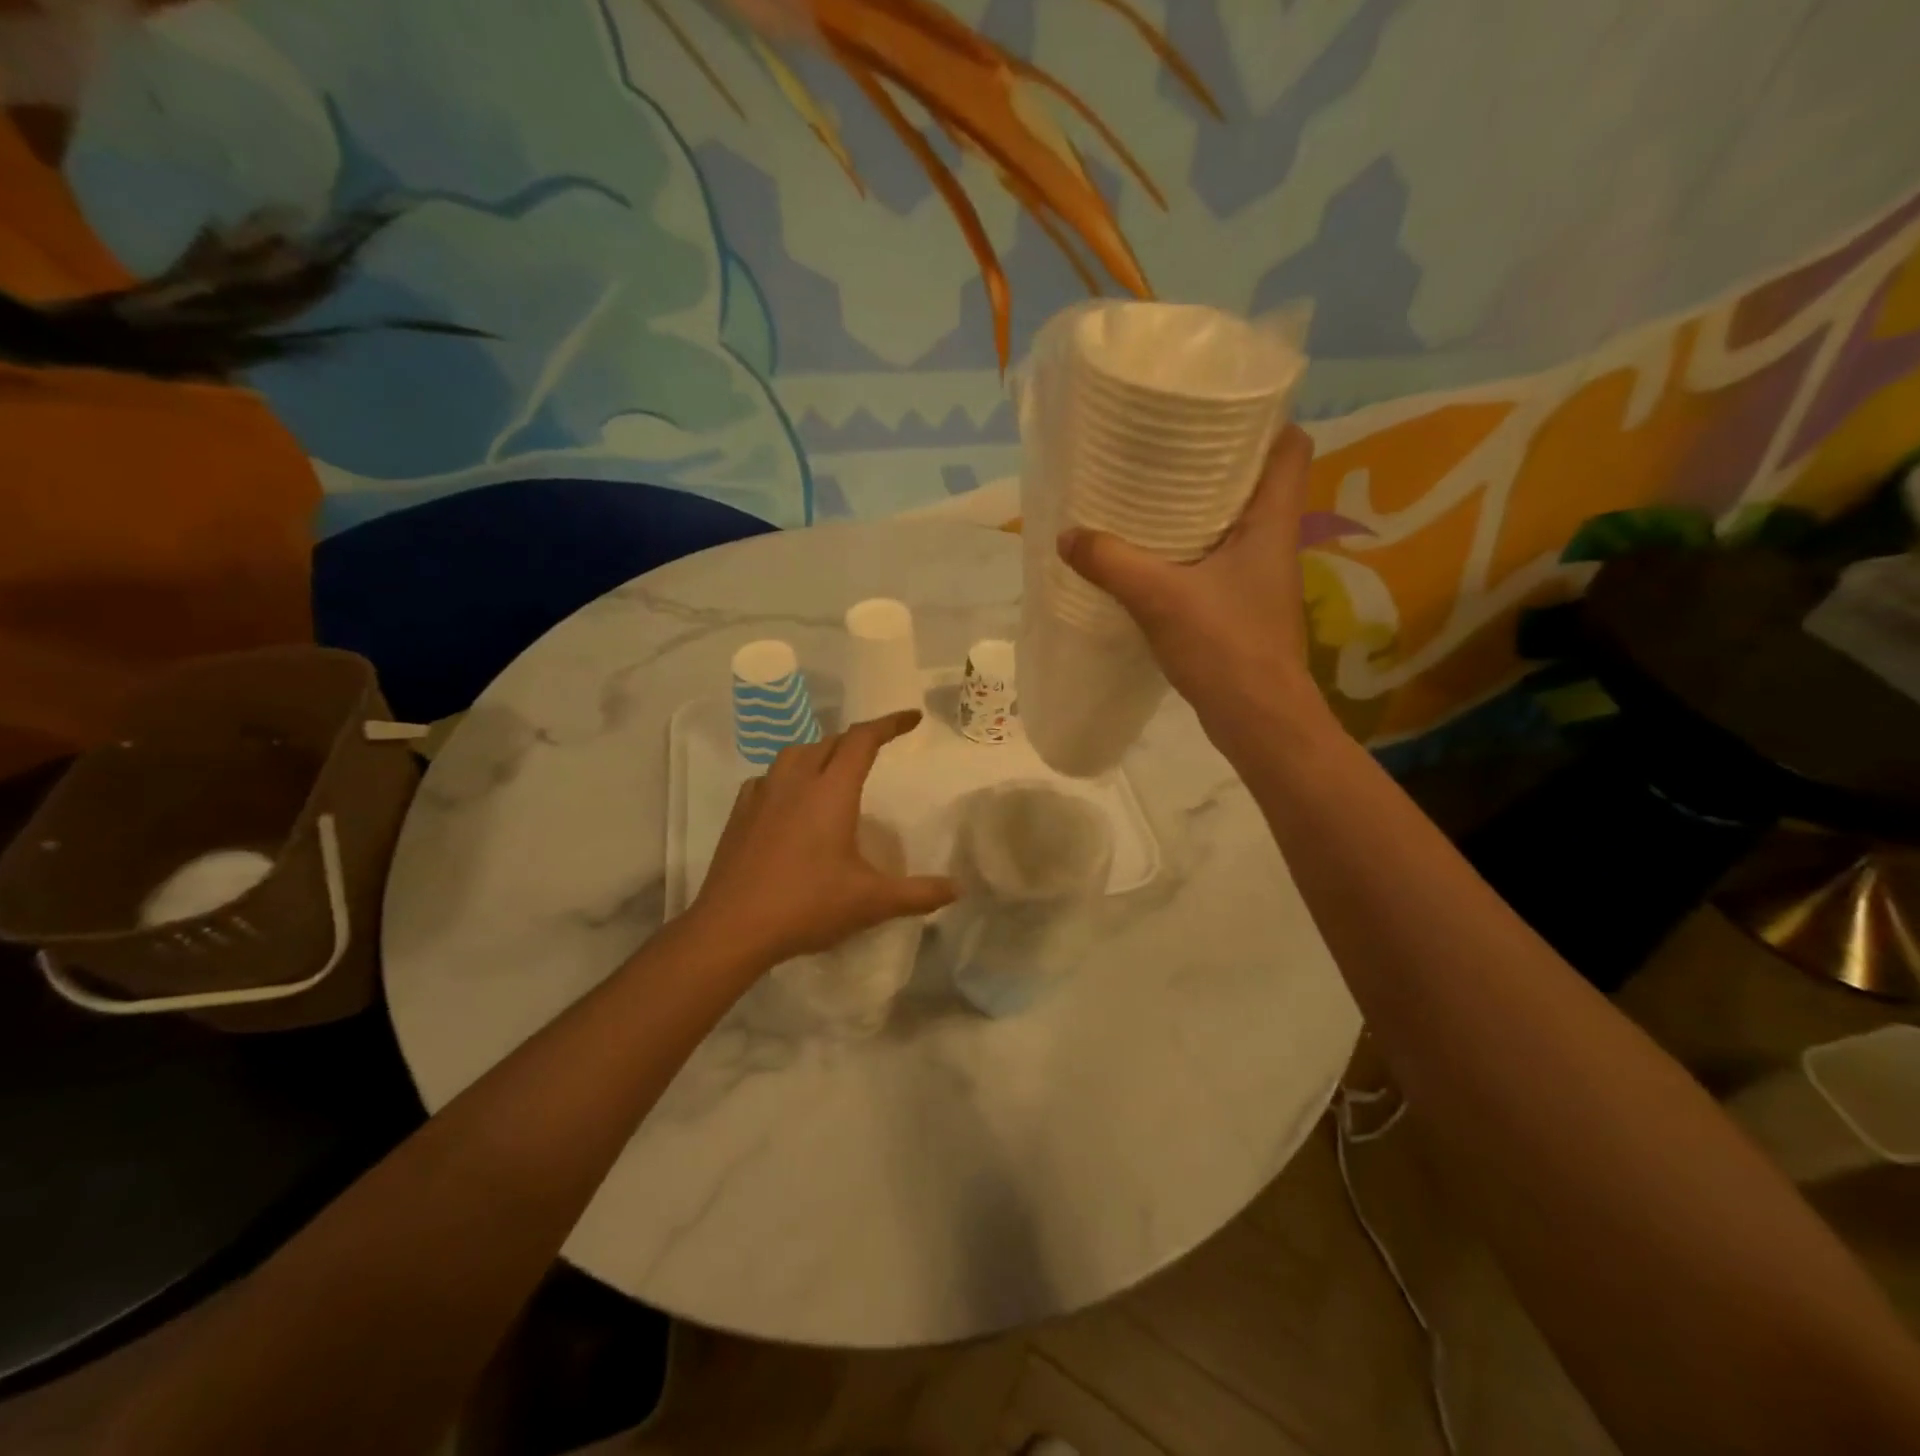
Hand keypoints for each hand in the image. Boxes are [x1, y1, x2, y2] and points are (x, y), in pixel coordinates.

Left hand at [688, 711, 956, 966]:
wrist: (732, 928)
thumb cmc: (807, 906)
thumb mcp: (871, 902)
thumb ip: (918, 894)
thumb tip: (957, 889)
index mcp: (831, 791)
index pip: (863, 740)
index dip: (890, 724)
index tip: (913, 718)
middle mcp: (796, 781)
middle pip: (830, 742)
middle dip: (857, 740)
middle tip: (877, 751)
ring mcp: (762, 795)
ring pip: (795, 754)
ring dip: (820, 753)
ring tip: (834, 771)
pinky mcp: (739, 814)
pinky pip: (768, 778)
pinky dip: (787, 777)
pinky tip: (789, 801)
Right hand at [1057, 425, 1326, 735]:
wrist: (1257, 718)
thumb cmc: (1224, 645)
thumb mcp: (1159, 597)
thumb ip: (1112, 562)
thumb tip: (1068, 536)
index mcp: (1272, 521)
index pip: (1291, 446)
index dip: (1263, 421)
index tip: (1216, 412)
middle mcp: (1273, 541)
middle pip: (1256, 480)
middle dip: (1215, 461)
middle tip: (1165, 450)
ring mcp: (1259, 576)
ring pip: (1235, 522)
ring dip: (1200, 508)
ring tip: (1150, 495)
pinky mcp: (1242, 606)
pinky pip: (1217, 560)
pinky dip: (1189, 550)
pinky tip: (1150, 557)